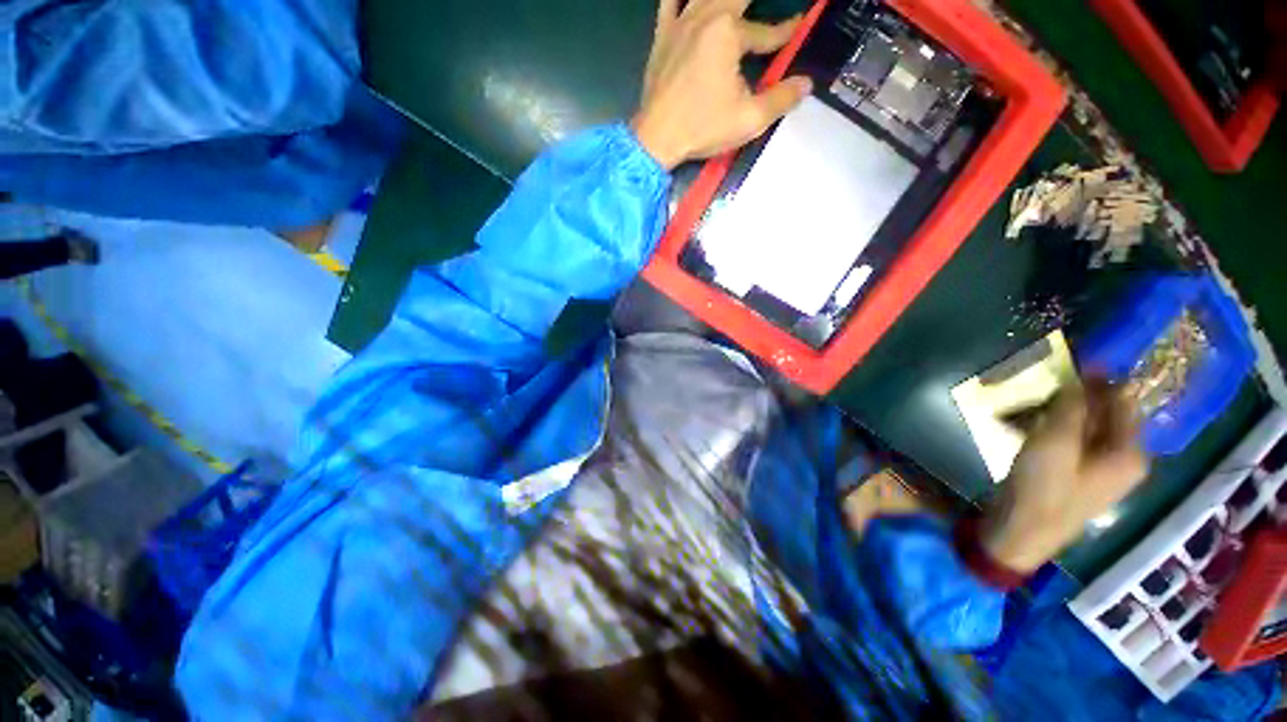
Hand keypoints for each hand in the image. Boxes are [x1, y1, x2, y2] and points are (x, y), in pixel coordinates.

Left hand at [631, 0, 812, 168]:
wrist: (656, 139)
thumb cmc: (702, 129)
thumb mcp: (749, 120)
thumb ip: (781, 99)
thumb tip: (806, 83)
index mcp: (729, 33)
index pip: (766, 31)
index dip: (785, 32)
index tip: (799, 25)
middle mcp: (705, 16)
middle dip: (756, 4)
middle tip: (767, 9)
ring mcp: (679, 23)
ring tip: (736, 5)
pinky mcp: (662, 36)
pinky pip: (669, 2)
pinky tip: (691, 1)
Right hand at [981, 379, 1149, 572]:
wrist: (1020, 533)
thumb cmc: (1043, 489)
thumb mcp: (1055, 443)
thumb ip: (1071, 407)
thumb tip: (1082, 375)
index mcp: (1128, 452)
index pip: (1123, 400)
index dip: (1101, 377)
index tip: (1073, 357)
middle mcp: (1121, 458)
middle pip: (1101, 413)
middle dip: (1071, 395)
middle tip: (1040, 382)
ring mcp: (1097, 468)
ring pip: (1080, 425)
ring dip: (1053, 411)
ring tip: (1021, 405)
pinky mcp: (1074, 473)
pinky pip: (1066, 439)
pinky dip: (1046, 427)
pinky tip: (1019, 424)